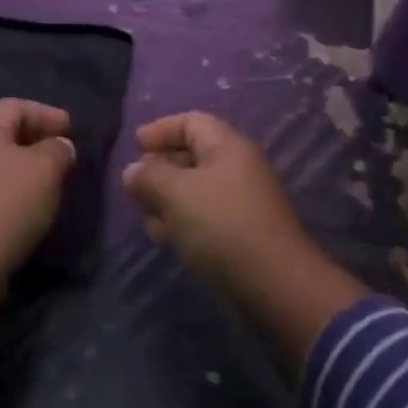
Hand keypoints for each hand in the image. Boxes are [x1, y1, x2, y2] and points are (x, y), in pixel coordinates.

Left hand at [0, 98, 75, 274]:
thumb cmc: (5, 204)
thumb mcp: (45, 170)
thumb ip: (58, 150)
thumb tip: (60, 145)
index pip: (16, 106)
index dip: (46, 113)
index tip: (71, 129)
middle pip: (3, 133)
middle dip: (35, 139)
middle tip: (63, 152)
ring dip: (25, 168)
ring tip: (52, 181)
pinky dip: (13, 191)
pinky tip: (31, 207)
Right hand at [122, 112, 303, 283]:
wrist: (275, 285)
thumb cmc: (222, 226)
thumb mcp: (177, 195)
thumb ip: (150, 177)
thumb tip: (133, 170)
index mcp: (228, 146)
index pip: (192, 122)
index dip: (161, 129)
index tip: (135, 145)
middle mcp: (239, 167)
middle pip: (194, 153)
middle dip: (161, 166)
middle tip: (135, 185)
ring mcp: (243, 200)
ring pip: (198, 187)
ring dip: (169, 196)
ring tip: (145, 215)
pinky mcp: (243, 232)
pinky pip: (206, 214)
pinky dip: (183, 218)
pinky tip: (166, 237)